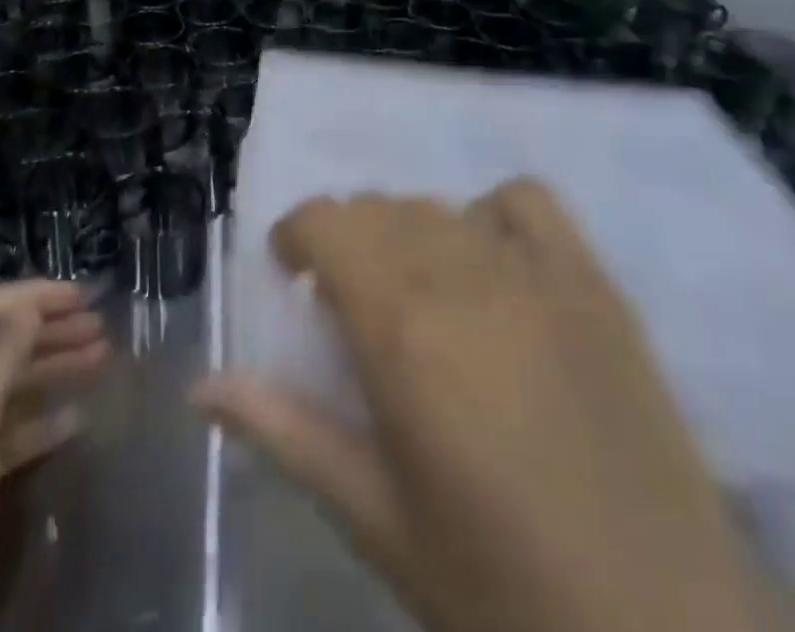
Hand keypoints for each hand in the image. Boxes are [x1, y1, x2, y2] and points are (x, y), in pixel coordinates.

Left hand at [0, 280, 107, 631]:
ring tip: (101, 362)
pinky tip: (75, 422)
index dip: (32, 298)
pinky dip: (40, 423)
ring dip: (50, 371)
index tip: (84, 296)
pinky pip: (5, 437)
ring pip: (4, 390)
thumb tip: (25, 307)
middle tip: (101, 330)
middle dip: (47, 332)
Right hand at [193, 182, 761, 631]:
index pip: (326, 223)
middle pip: (377, 209)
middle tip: (349, 302)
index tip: (291, 273)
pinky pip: (525, 201)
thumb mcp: (375, 519)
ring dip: (407, 232)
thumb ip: (284, 433)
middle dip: (346, 240)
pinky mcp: (593, 283)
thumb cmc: (501, 593)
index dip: (296, 234)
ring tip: (417, 290)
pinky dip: (490, 214)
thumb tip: (200, 388)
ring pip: (438, 206)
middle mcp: (461, 277)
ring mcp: (535, 273)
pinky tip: (491, 262)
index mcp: (401, 330)